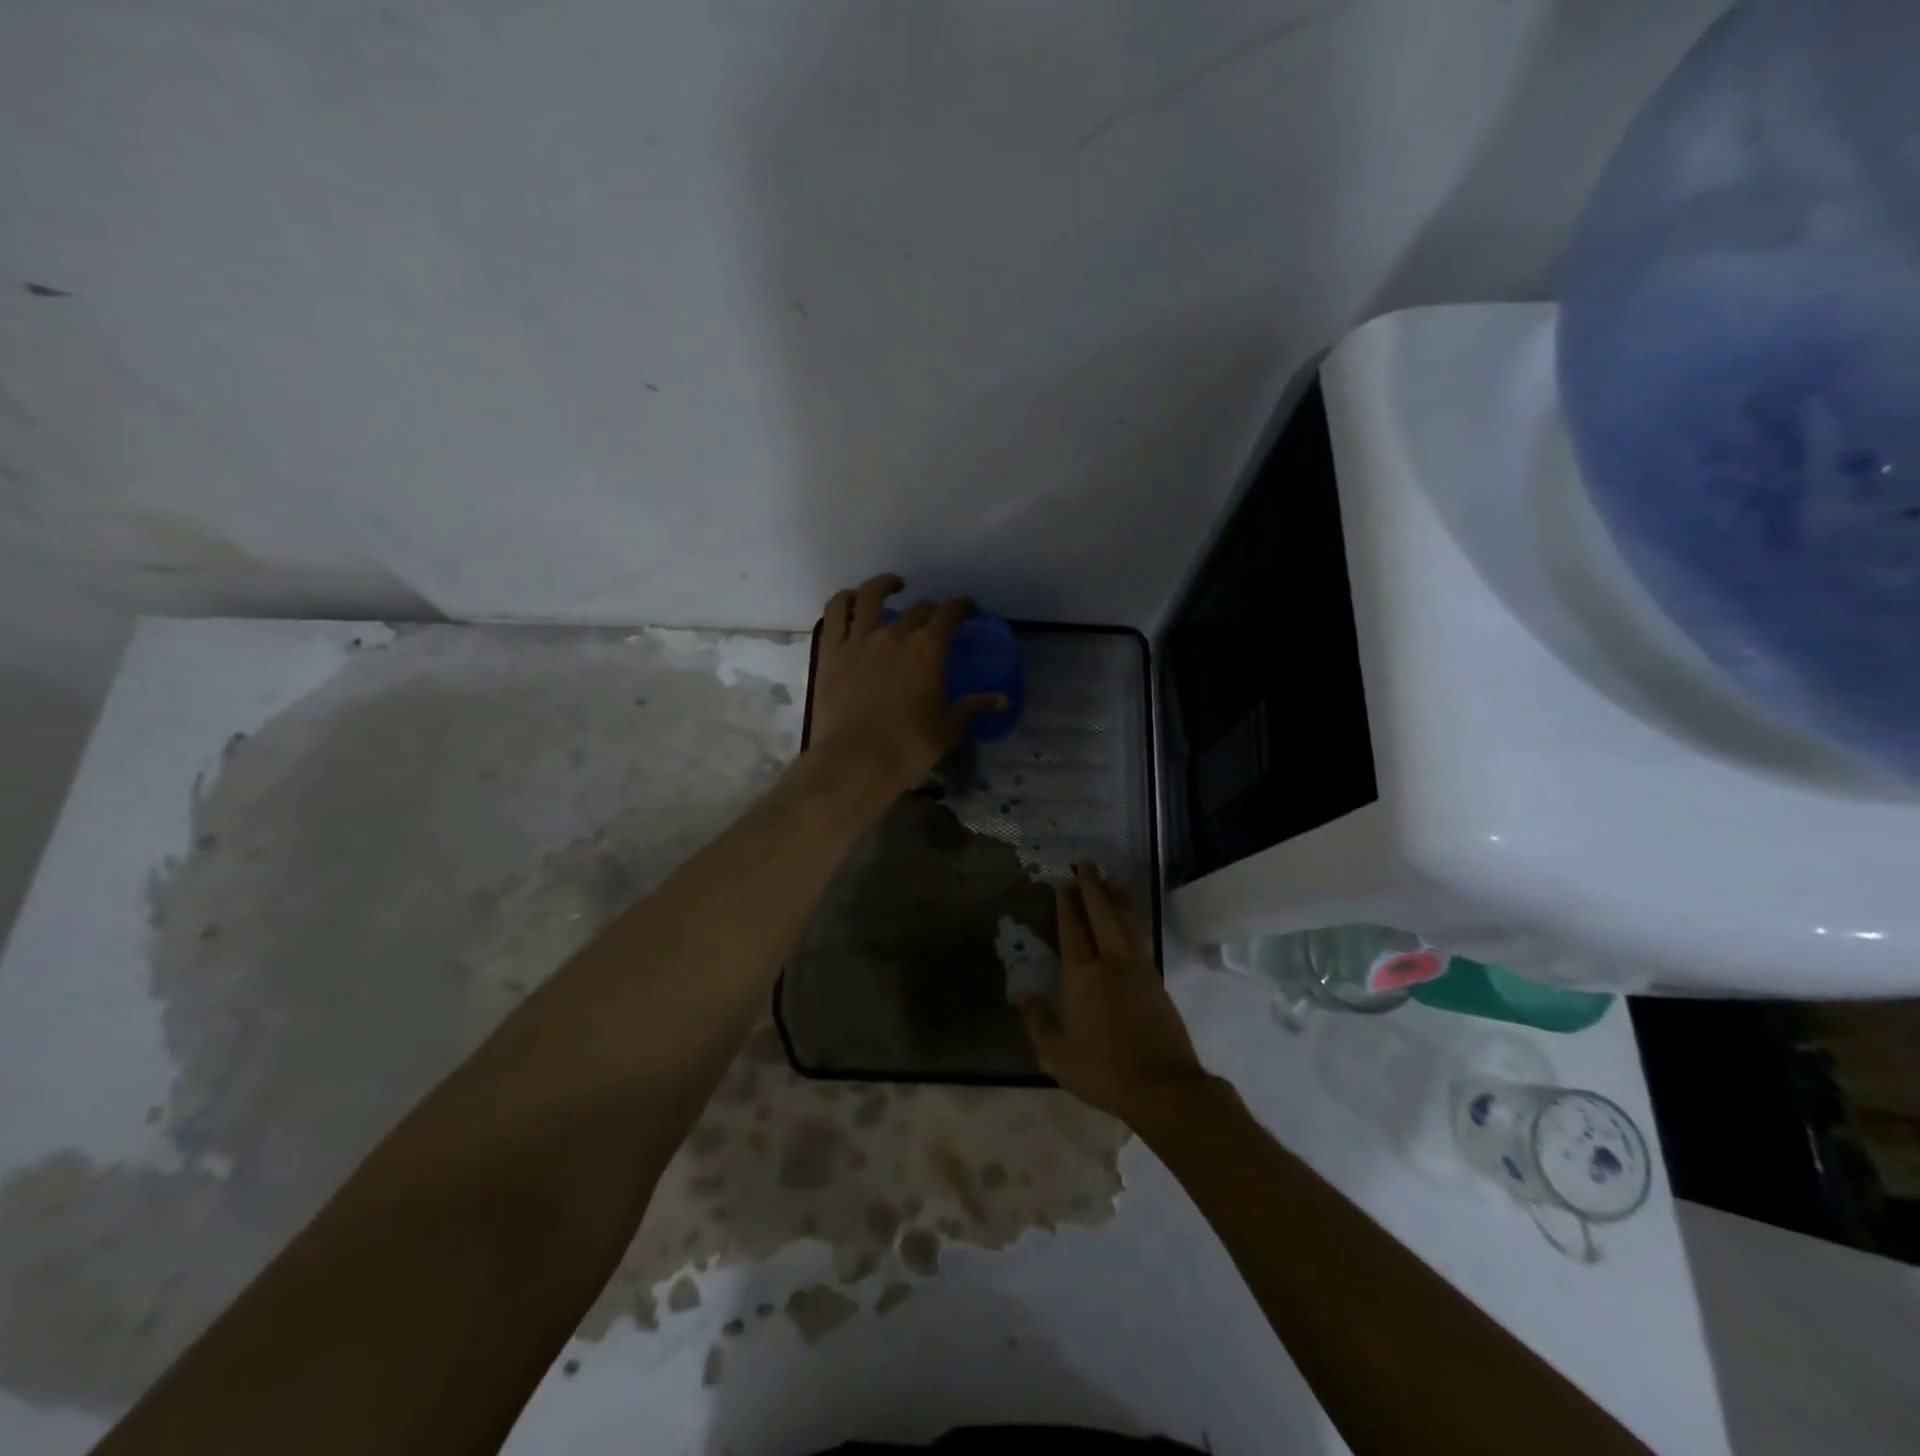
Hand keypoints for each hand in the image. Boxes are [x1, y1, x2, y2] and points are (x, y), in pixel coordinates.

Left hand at [806, 574, 1005, 798]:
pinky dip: (845, 599)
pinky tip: (853, 600)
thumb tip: (1001, 700)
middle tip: (936, 619)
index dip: (961, 607)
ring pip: (870, 596)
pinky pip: (835, 612)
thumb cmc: (907, 748)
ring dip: (885, 585)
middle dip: (932, 610)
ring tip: (893, 585)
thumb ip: (973, 708)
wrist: (854, 761)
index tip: (967, 609)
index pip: (949, 614)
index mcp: (928, 650)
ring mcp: (859, 639)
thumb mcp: (947, 729)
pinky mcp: (831, 651)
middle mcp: (895, 635)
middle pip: (918, 609)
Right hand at [1021, 863, 1212, 1124]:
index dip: (1066, 905)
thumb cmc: (1103, 1070)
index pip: (1073, 930)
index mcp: (1083, 976)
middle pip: (1102, 914)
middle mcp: (1112, 963)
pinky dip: (1133, 920)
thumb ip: (1039, 1022)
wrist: (1163, 1087)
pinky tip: (1130, 919)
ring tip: (1111, 878)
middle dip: (1092, 887)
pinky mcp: (1158, 982)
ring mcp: (1139, 970)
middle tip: (1085, 863)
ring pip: (1126, 922)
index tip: (1062, 883)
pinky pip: (1141, 939)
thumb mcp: (1057, 1055)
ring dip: (1117, 898)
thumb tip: (1024, 995)